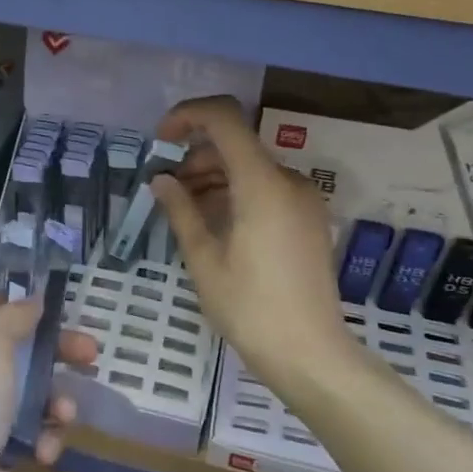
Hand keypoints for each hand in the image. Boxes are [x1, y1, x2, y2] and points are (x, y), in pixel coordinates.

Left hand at [0, 296, 98, 471]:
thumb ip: (13, 317)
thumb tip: (30, 299)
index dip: (12, 302)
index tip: (50, 305)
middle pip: (14, 350)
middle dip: (54, 353)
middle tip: (90, 354)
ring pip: (26, 396)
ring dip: (53, 402)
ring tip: (65, 415)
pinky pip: (26, 436)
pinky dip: (41, 440)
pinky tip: (45, 453)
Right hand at [151, 97, 360, 397]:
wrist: (312, 355)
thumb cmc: (251, 308)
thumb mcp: (205, 260)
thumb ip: (181, 210)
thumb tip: (161, 180)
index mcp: (261, 183)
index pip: (224, 118)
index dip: (187, 116)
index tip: (161, 140)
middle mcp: (288, 181)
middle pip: (235, 143)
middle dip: (195, 155)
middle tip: (165, 187)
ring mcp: (303, 200)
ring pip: (250, 166)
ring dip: (213, 175)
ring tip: (183, 206)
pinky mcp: (308, 219)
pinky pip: (266, 188)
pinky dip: (235, 192)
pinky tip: (212, 221)